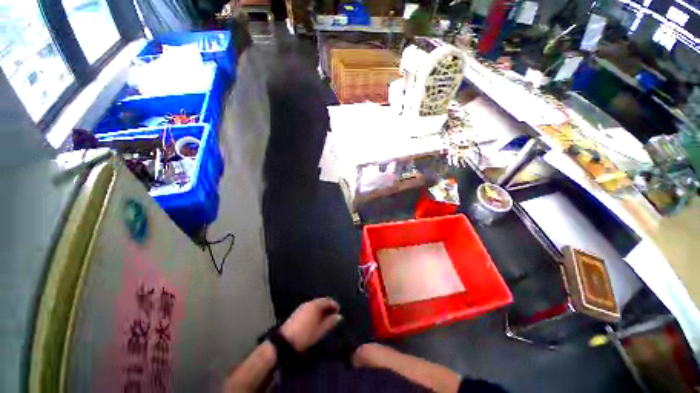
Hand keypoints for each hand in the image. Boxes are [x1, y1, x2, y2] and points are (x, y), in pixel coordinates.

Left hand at [280, 298, 341, 351]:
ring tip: (327, 319)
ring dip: (321, 311)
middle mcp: (307, 304)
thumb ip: (330, 322)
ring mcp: (301, 308)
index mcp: (314, 306)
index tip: (339, 311)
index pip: (327, 301)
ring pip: (314, 306)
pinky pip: (309, 309)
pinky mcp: (296, 313)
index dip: (334, 305)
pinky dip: (315, 313)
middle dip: (328, 307)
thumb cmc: (306, 335)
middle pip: (320, 302)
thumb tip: (338, 316)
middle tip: (334, 315)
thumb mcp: (321, 330)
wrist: (287, 340)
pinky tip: (318, 321)